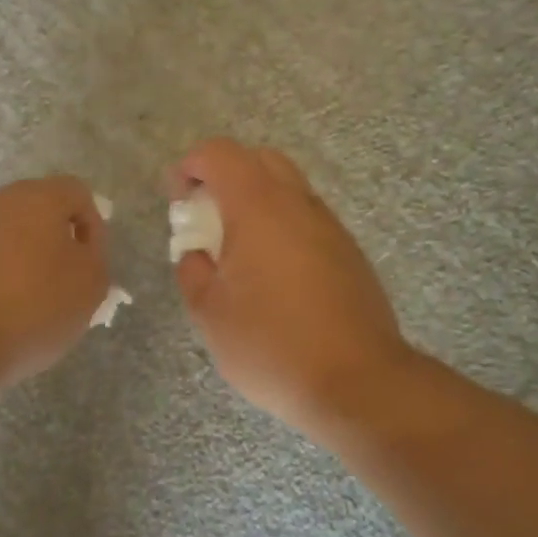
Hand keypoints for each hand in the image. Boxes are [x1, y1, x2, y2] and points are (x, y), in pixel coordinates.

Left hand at [0, 176, 109, 387]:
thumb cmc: (33, 307)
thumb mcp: (90, 285)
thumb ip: (95, 255)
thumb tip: (80, 246)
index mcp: (39, 197)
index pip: (78, 194)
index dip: (93, 226)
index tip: (92, 264)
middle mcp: (1, 201)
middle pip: (41, 210)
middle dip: (58, 240)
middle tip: (68, 280)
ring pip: (12, 233)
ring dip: (27, 257)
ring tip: (35, 299)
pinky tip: (3, 308)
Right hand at [170, 139, 417, 431]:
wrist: (358, 382)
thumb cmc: (272, 344)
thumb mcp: (210, 313)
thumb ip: (193, 271)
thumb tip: (196, 254)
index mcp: (258, 206)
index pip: (221, 154)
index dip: (191, 165)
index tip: (178, 200)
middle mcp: (297, 203)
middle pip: (259, 159)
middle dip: (226, 175)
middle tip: (207, 216)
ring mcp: (329, 226)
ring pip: (289, 187)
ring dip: (257, 201)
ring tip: (239, 249)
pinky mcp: (349, 252)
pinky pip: (308, 218)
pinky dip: (283, 225)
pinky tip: (275, 273)